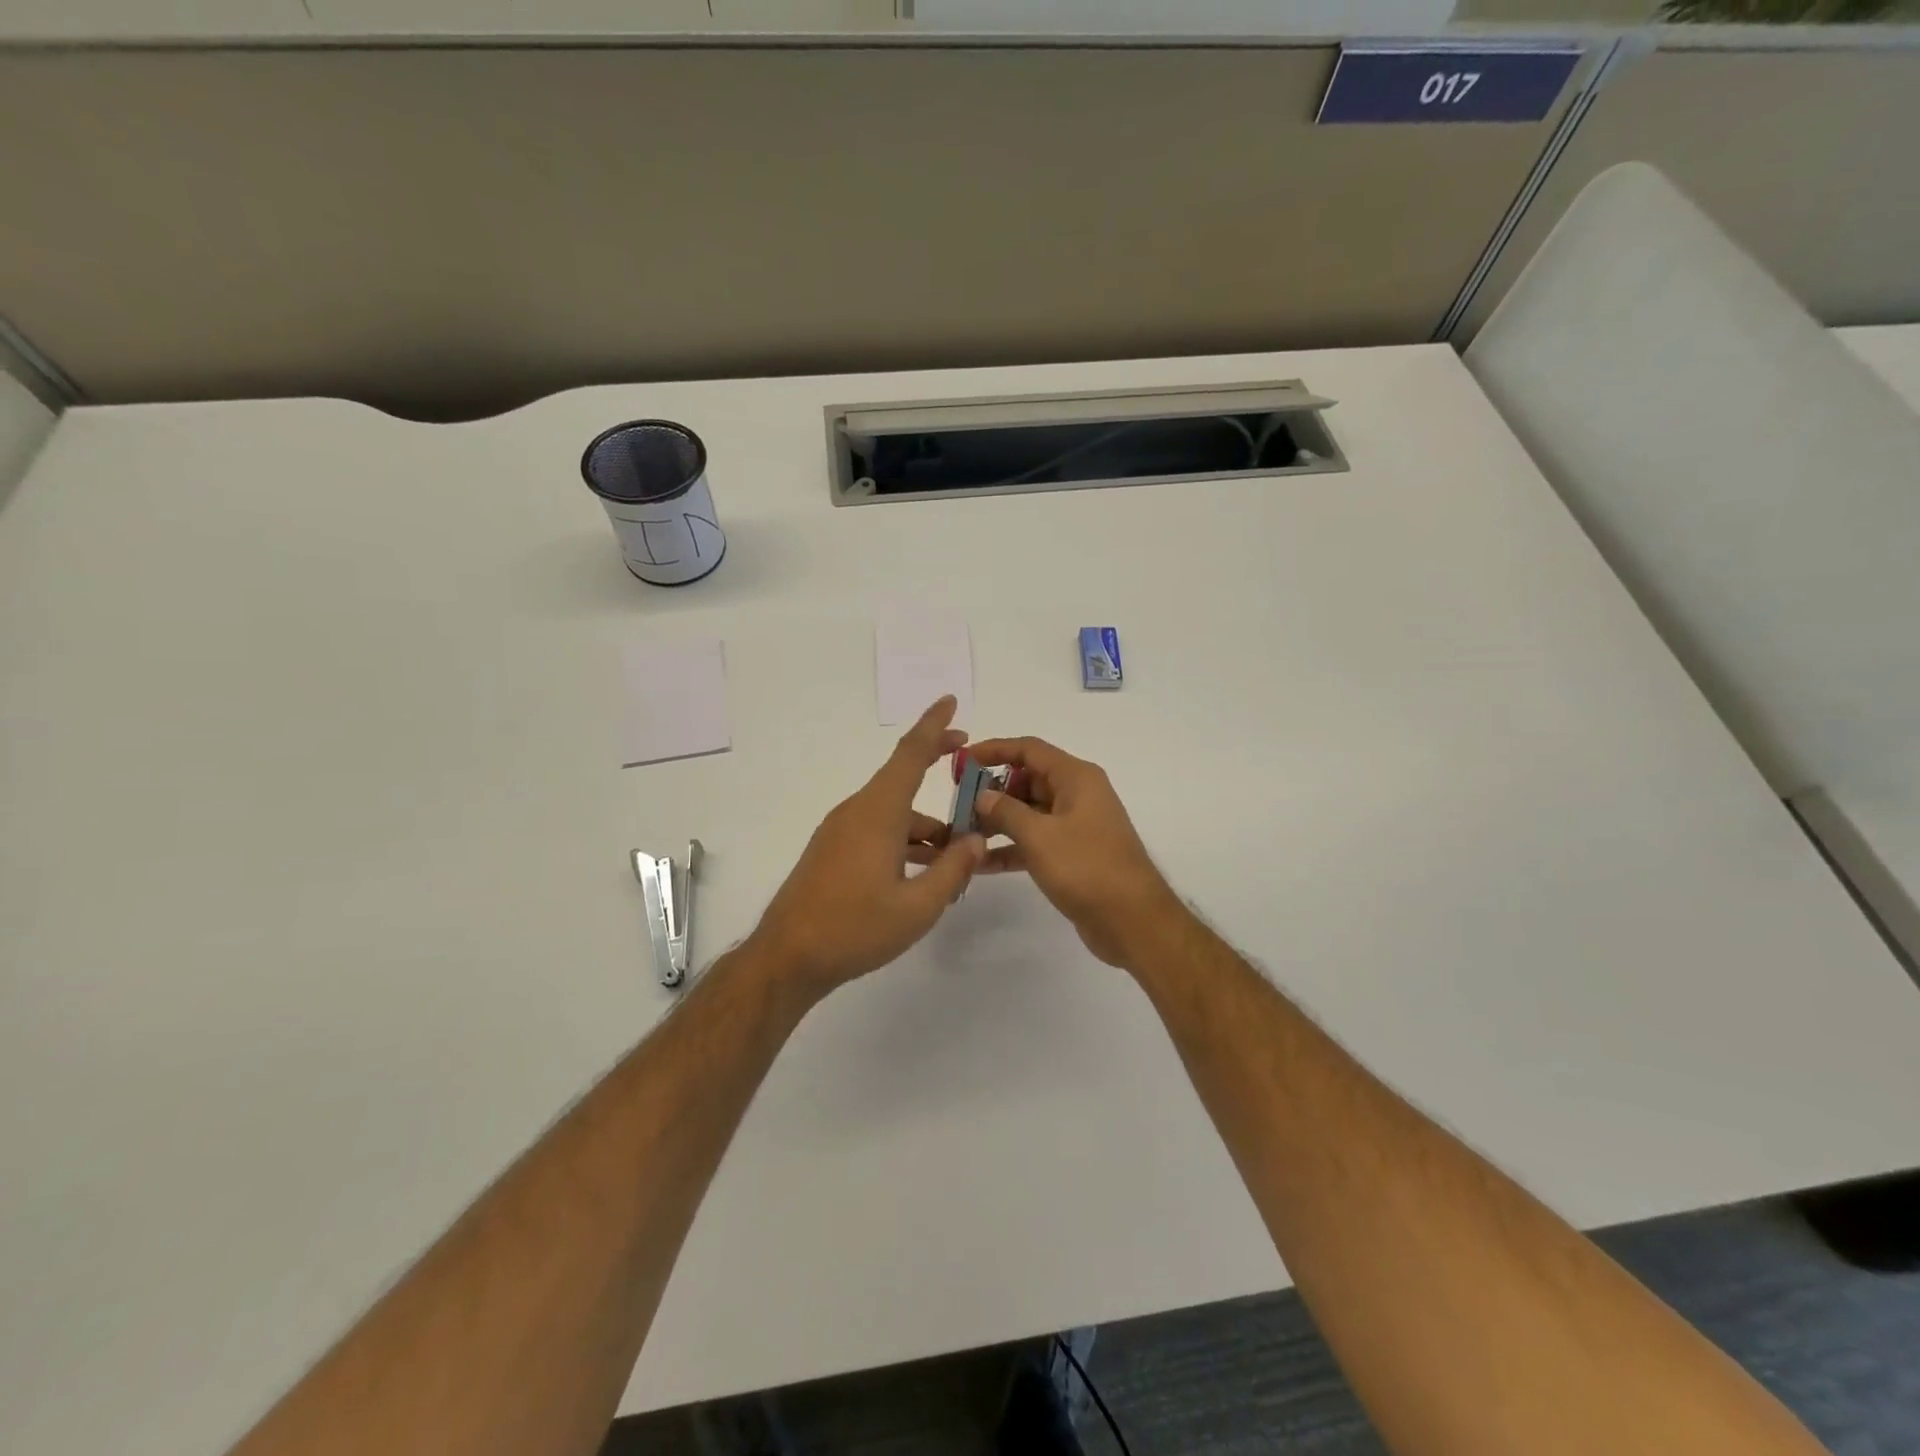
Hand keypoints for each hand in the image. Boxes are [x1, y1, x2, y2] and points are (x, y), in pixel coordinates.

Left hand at [746, 697, 985, 1000]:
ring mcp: (840, 831)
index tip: (950, 701)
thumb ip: (953, 870)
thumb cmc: (855, 928)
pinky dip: (903, 839)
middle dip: (935, 768)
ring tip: (956, 856)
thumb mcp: (918, 906)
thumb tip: (976, 840)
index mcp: (878, 812)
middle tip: (969, 766)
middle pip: (902, 779)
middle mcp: (857, 811)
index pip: (910, 754)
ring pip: (892, 812)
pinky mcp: (832, 851)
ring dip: (924, 824)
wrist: (788, 957)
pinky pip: (876, 829)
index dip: (933, 725)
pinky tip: (920, 871)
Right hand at [967, 736, 1183, 968]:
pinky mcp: (1072, 855)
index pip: (1029, 749)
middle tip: (957, 806)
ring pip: (1029, 813)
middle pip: (1027, 780)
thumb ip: (1006, 811)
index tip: (961, 761)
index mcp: (1076, 777)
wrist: (1133, 921)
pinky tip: (980, 864)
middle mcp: (1077, 795)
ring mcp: (1075, 826)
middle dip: (992, 791)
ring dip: (997, 821)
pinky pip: (1035, 841)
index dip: (994, 750)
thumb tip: (982, 795)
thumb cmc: (1087, 868)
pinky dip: (1011, 848)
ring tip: (961, 834)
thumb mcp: (1040, 836)